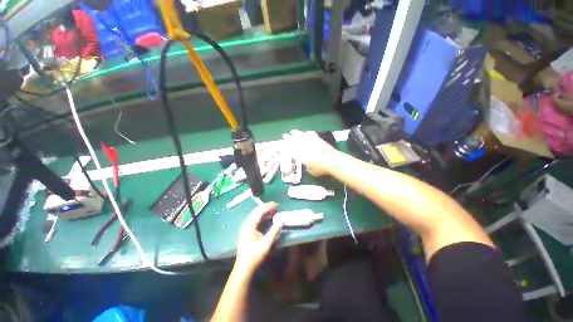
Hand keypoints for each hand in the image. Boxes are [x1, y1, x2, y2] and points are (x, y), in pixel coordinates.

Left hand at [235, 202, 282, 273]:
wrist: (244, 267)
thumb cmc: (254, 256)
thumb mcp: (266, 244)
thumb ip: (274, 231)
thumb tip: (282, 221)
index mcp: (249, 226)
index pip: (259, 212)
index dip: (268, 207)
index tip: (276, 204)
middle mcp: (246, 224)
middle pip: (256, 211)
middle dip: (266, 207)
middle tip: (275, 205)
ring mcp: (245, 227)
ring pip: (255, 214)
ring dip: (263, 211)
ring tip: (272, 209)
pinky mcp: (246, 230)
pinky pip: (254, 219)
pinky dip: (261, 216)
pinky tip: (267, 217)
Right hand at [282, 130, 336, 175]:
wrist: (332, 161)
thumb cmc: (321, 168)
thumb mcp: (312, 172)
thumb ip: (308, 168)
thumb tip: (307, 166)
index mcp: (301, 156)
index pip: (291, 150)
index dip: (286, 147)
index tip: (283, 144)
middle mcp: (305, 148)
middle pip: (294, 141)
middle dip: (288, 138)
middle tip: (284, 135)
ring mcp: (311, 142)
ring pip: (302, 136)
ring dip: (296, 133)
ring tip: (292, 131)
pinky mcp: (318, 140)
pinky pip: (312, 134)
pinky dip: (308, 133)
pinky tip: (306, 132)